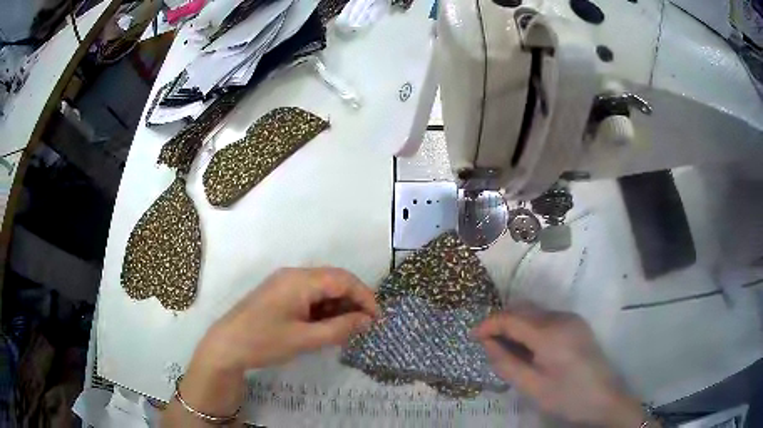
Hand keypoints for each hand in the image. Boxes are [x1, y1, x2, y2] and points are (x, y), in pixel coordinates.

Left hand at [200, 267, 378, 370]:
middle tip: (364, 326)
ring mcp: (285, 283)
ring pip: (322, 288)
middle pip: (334, 280)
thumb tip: (368, 321)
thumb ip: (340, 328)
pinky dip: (323, 309)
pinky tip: (326, 326)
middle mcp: (293, 275)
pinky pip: (309, 295)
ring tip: (347, 330)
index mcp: (300, 280)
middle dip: (353, 301)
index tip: (377, 319)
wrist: (226, 346)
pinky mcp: (279, 294)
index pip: (343, 280)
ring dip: (338, 306)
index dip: (365, 297)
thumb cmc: (264, 342)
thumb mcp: (305, 339)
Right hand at [473, 305, 650, 427]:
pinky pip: (547, 318)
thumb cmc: (567, 397)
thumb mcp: (532, 387)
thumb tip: (487, 343)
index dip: (488, 324)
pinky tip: (529, 348)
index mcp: (549, 333)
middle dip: (501, 322)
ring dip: (516, 324)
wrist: (605, 398)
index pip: (511, 318)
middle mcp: (561, 317)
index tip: (471, 336)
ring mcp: (571, 319)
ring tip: (506, 349)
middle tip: (487, 344)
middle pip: (523, 309)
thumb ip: (506, 363)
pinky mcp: (577, 324)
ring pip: (535, 312)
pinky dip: (531, 327)